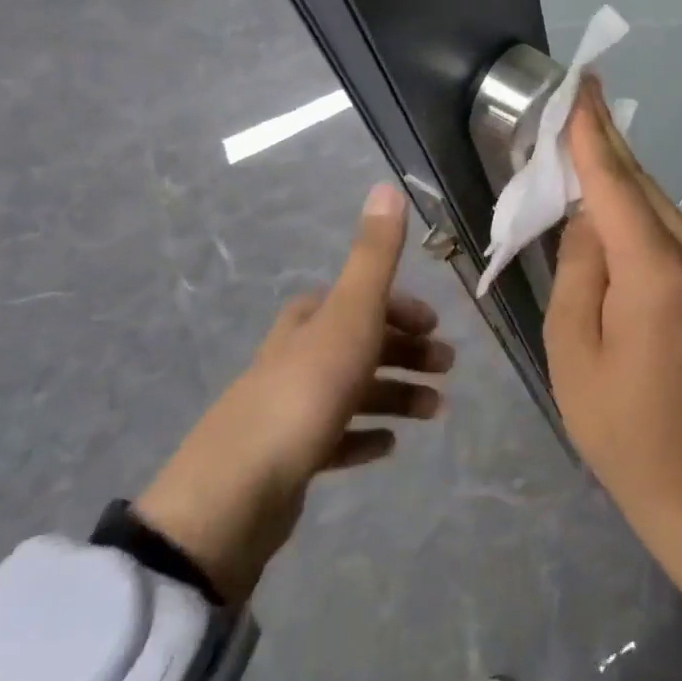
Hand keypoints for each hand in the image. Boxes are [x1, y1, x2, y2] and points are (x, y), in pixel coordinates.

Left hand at [134, 183, 452, 603]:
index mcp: (308, 321)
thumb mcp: (350, 315)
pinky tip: (387, 446)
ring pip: (353, 391)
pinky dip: (364, 436)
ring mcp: (288, 409)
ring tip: (433, 412)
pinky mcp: (286, 458)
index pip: (357, 299)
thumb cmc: (306, 391)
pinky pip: (335, 438)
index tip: (434, 326)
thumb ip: (374, 255)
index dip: (399, 307)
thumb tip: (387, 185)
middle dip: (406, 351)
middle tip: (446, 369)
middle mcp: (295, 357)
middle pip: (360, 343)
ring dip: (397, 395)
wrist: (236, 495)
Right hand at [546, 79, 681, 592]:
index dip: (593, 133)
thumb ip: (578, 268)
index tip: (581, 84)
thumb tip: (586, 215)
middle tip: (572, 104)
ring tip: (580, 150)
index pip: (616, 185)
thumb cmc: (621, 426)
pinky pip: (669, 229)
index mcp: (658, 275)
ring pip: (658, 203)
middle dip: (604, 146)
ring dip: (619, 179)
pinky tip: (609, 206)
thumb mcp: (573, 349)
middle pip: (642, 185)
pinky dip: (636, 211)